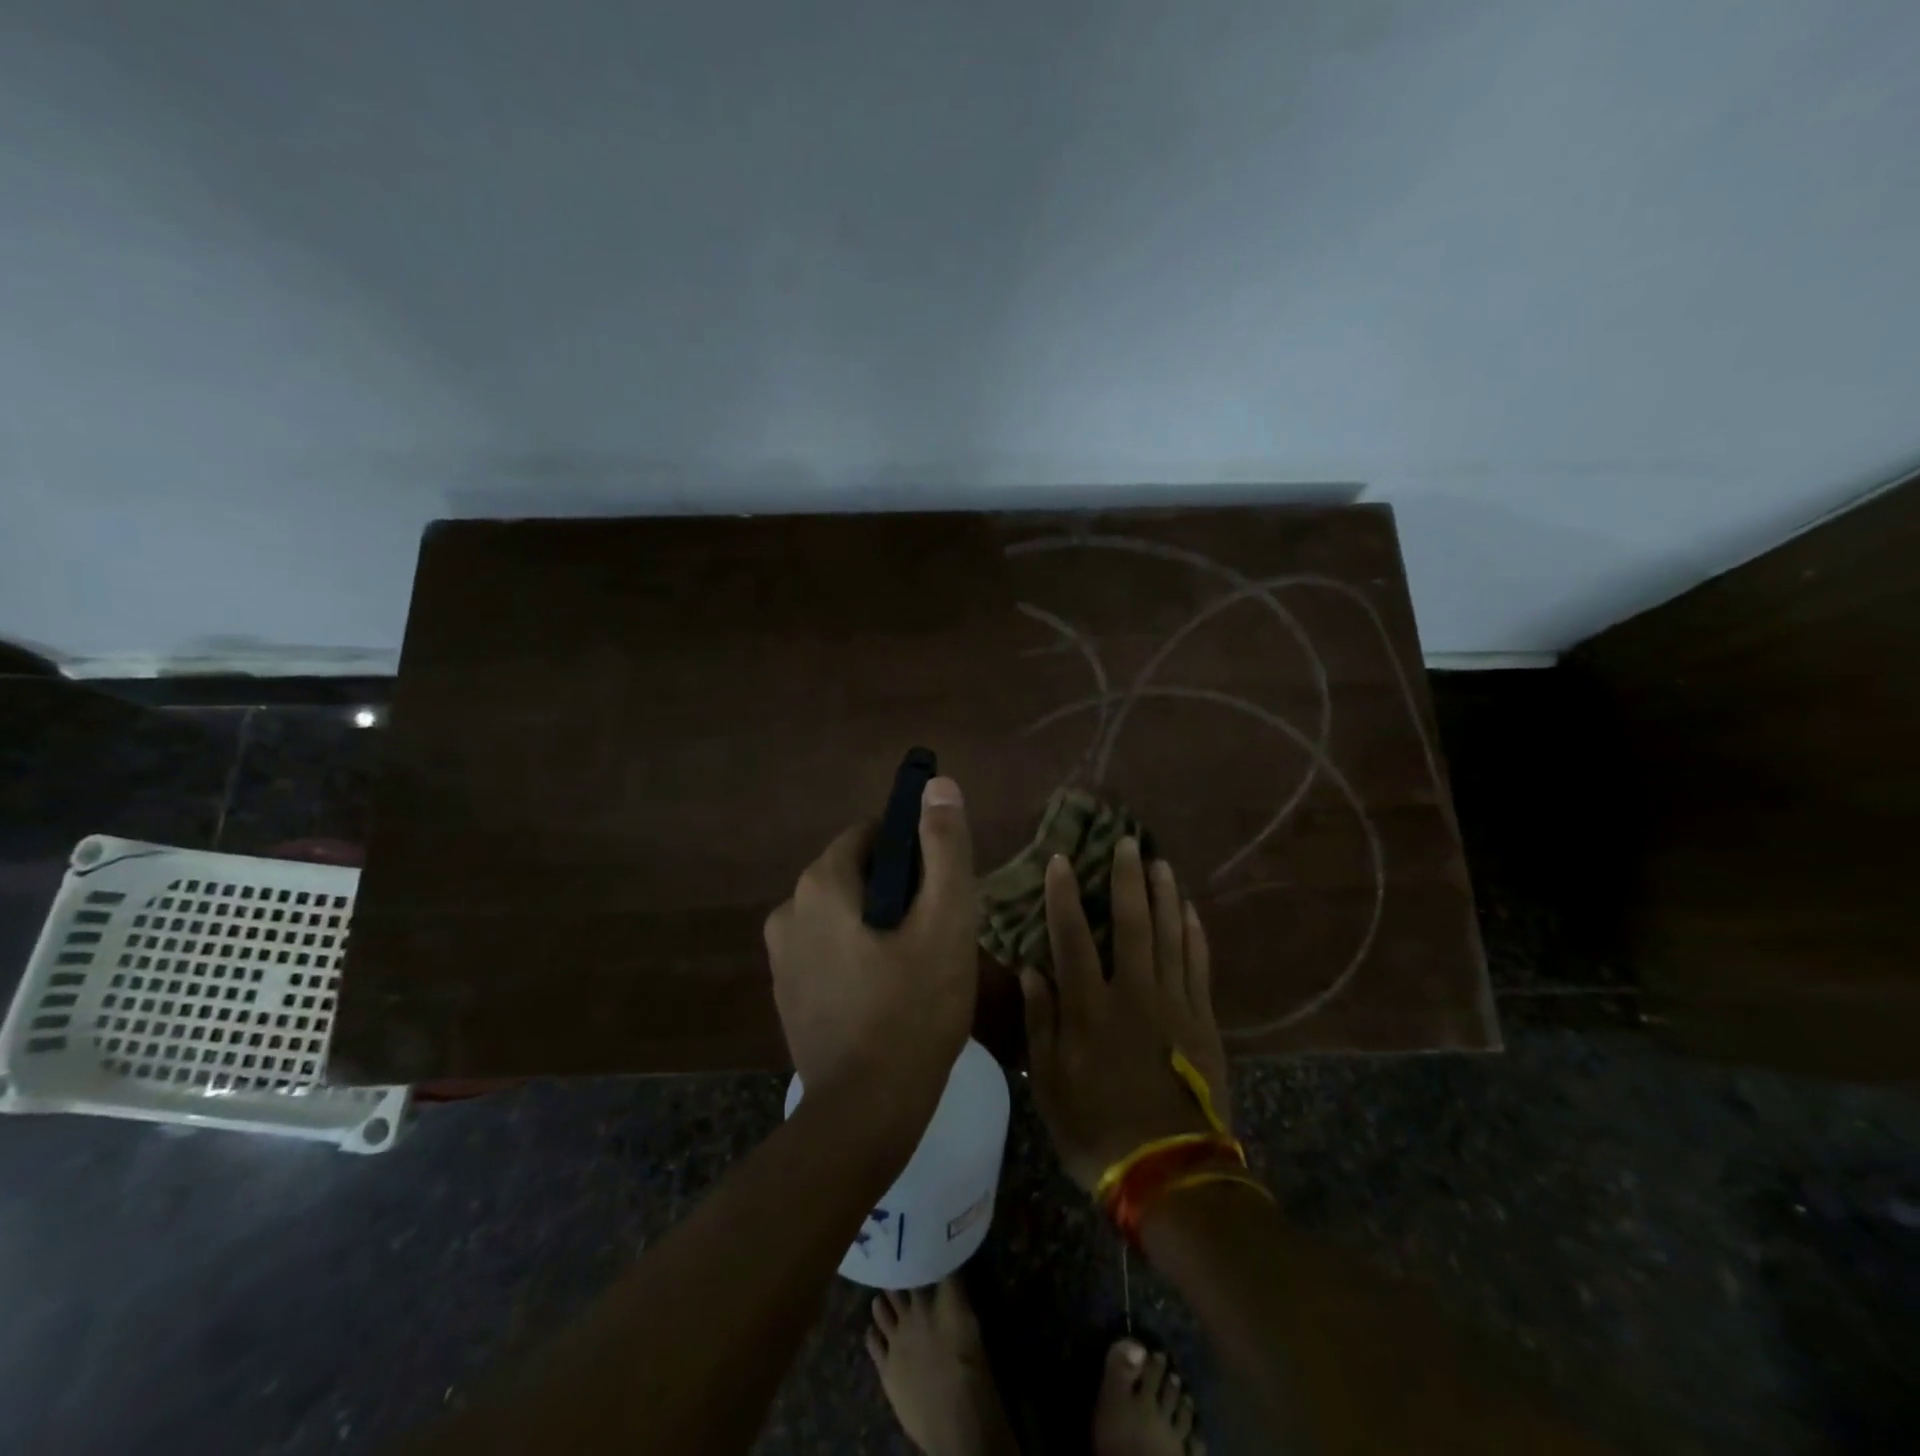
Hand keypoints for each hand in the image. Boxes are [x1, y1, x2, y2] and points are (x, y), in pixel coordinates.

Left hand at [764, 777, 978, 1121]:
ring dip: (880, 925)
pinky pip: (830, 949)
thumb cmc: (914, 1008)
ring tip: (918, 967)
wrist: (866, 1113)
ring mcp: (781, 956)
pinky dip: (859, 955)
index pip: (872, 835)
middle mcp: (788, 910)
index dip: (914, 853)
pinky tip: (889, 993)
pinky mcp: (787, 992)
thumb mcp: (945, 920)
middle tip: (937, 933)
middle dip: (899, 891)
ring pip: (845, 914)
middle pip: (858, 874)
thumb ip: (943, 847)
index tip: (941, 890)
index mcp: (820, 884)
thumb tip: (938, 786)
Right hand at [1020, 838, 1229, 1191]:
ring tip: (1160, 863)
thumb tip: (1032, 969)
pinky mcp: (1202, 1020)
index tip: (1061, 859)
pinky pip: (1199, 965)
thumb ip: (1041, 1022)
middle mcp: (1133, 992)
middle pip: (1131, 923)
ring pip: (1170, 935)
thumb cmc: (1096, 1128)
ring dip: (1164, 895)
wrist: (1170, 1172)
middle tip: (1128, 842)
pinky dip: (1194, 934)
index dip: (1064, 895)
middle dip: (1126, 879)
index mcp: (1090, 1007)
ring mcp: (1174, 1003)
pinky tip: (1191, 911)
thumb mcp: (1049, 1083)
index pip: (1072, 936)